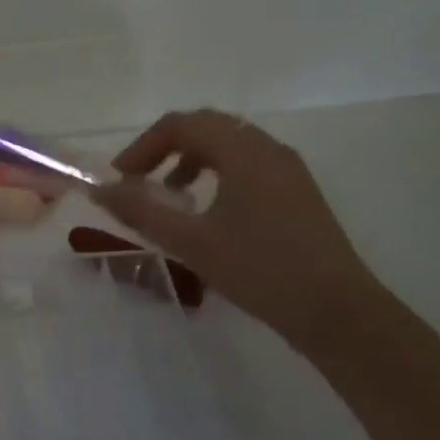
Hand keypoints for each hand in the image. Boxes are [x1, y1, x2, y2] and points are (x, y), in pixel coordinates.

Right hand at [94, 109, 386, 350]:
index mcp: (243, 152)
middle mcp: (268, 149)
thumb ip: (141, 211)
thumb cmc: (260, 270)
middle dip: (164, 148)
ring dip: (189, 160)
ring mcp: (287, 170)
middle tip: (138, 180)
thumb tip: (101, 190)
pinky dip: (214, 173)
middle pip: (205, 127)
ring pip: (227, 145)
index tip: (120, 179)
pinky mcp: (297, 193)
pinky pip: (246, 164)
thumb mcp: (190, 241)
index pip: (181, 124)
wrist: (339, 314)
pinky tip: (206, 212)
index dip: (142, 146)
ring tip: (169, 196)